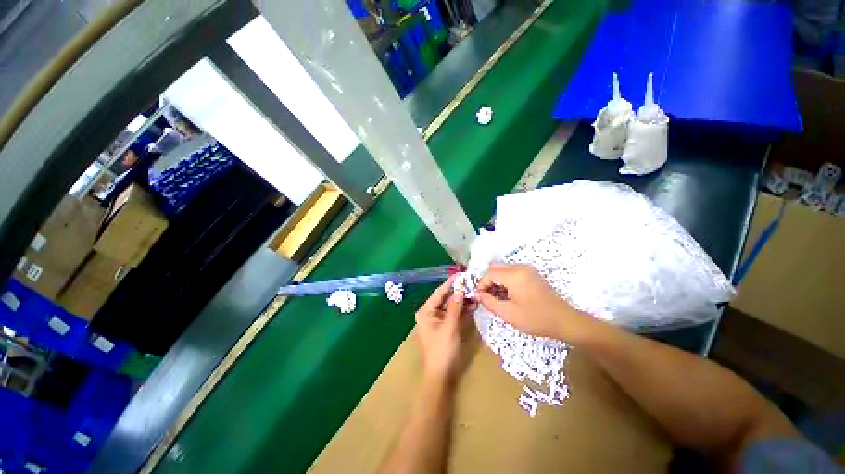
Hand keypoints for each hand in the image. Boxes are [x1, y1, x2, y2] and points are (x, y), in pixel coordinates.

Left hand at [415, 276, 475, 383]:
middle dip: (458, 292)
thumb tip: (460, 290)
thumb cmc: (442, 349)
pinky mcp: (446, 326)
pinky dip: (462, 310)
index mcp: (426, 311)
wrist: (441, 374)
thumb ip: (455, 307)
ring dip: (462, 301)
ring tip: (474, 292)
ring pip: (451, 306)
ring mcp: (438, 320)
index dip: (450, 284)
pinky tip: (473, 305)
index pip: (439, 293)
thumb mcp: (449, 326)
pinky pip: (454, 315)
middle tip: (471, 283)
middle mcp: (431, 313)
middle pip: (445, 298)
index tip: (460, 275)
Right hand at [477, 264, 594, 341]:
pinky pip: (512, 272)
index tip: (480, 298)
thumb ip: (489, 302)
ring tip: (499, 298)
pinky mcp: (532, 274)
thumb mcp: (508, 313)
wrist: (565, 321)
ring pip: (503, 269)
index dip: (481, 285)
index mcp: (514, 275)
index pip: (489, 273)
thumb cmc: (535, 318)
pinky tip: (509, 295)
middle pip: (495, 268)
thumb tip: (478, 295)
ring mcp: (528, 270)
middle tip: (488, 297)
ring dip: (497, 281)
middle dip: (488, 281)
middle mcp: (520, 267)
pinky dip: (506, 280)